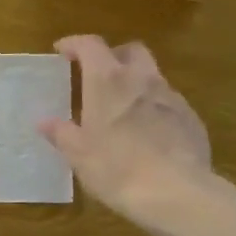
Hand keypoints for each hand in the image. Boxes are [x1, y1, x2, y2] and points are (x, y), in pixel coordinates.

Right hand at [40, 35, 224, 235]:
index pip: (91, 46)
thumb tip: (44, 122)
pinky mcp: (191, 118)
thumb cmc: (116, 168)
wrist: (175, 192)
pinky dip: (153, 108)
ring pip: (152, 76)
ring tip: (122, 110)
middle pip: (130, 51)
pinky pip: (168, 103)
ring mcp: (171, 97)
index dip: (74, 44)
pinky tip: (147, 134)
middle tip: (97, 76)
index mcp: (108, 82)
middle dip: (113, 56)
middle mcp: (142, 79)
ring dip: (136, 83)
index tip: (62, 51)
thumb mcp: (79, 154)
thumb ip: (62, 133)